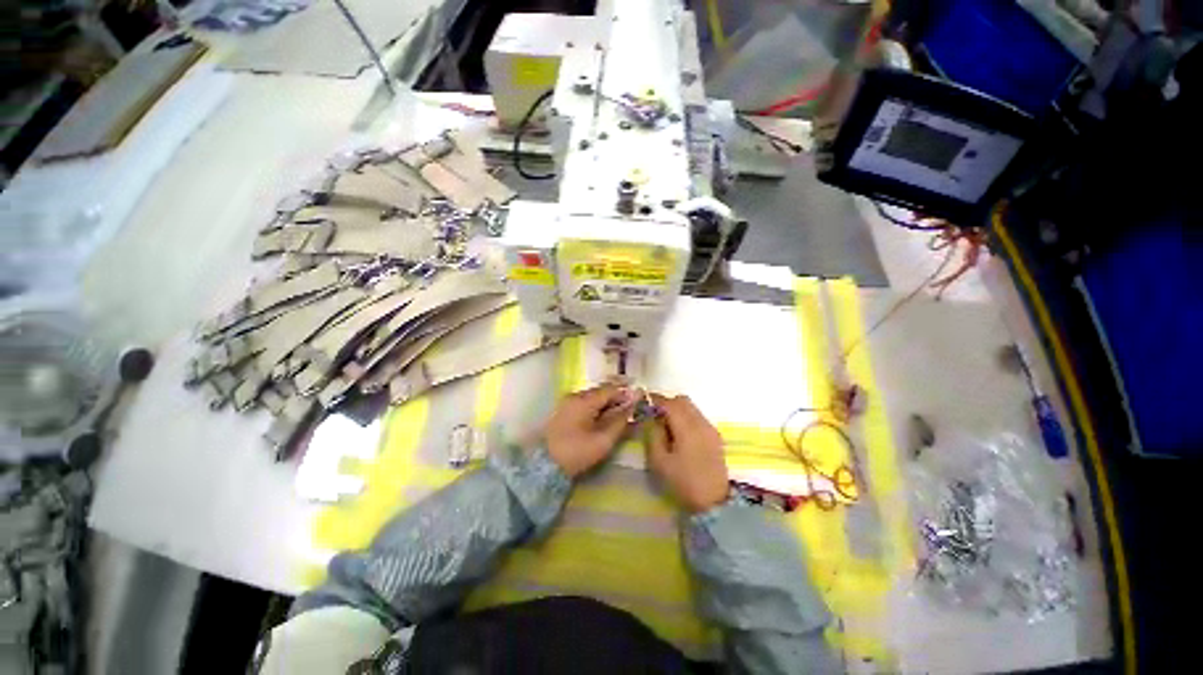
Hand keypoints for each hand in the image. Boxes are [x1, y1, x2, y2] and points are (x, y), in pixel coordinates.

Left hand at [544, 384, 633, 476]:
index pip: (610, 389)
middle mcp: (574, 395)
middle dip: (617, 398)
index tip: (640, 400)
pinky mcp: (563, 410)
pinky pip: (584, 403)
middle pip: (601, 391)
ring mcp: (567, 402)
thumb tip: (633, 405)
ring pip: (592, 397)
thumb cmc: (577, 452)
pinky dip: (596, 408)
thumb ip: (621, 420)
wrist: (544, 466)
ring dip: (606, 403)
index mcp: (584, 400)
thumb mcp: (603, 439)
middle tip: (631, 409)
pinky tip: (602, 419)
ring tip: (618, 416)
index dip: (626, 393)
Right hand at [646, 395, 728, 512]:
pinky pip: (698, 417)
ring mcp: (710, 428)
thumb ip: (653, 434)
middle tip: (654, 415)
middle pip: (682, 401)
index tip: (644, 402)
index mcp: (687, 428)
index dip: (655, 399)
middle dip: (667, 403)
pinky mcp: (715, 436)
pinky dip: (686, 417)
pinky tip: (680, 434)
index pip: (669, 403)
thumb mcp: (659, 461)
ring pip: (691, 407)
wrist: (715, 503)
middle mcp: (701, 423)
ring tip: (666, 426)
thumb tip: (651, 418)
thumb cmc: (683, 482)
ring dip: (677, 410)